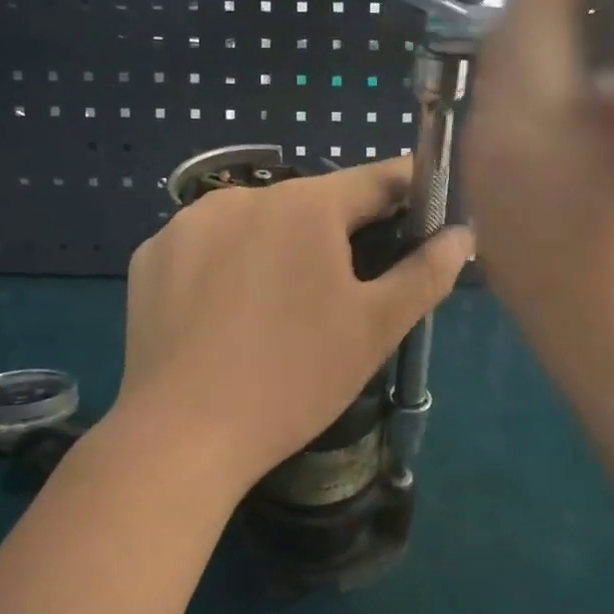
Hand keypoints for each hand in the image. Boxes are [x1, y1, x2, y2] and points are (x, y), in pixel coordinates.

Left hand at [116, 158, 472, 490]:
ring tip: (283, 305)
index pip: (375, 179)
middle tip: (353, 282)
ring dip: (279, 246)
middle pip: (311, 203)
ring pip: (255, 223)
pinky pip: (207, 246)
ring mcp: (187, 222)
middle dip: (340, 231)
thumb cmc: (294, 377)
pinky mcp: (151, 254)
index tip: (427, 207)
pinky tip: (228, 313)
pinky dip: (227, 265)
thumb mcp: (374, 329)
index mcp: (304, 205)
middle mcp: (243, 196)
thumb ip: (426, 273)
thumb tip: (462, 234)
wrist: (181, 433)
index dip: (409, 191)